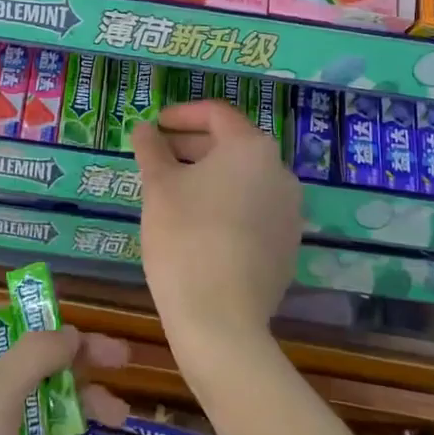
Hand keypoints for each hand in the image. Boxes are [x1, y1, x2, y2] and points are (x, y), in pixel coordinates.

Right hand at [131, 99, 304, 358]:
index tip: (155, 126)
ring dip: (208, 176)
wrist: (222, 320)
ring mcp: (289, 210)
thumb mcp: (158, 187)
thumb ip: (151, 150)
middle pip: (232, 144)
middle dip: (192, 146)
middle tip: (157, 157)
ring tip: (172, 191)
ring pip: (243, 178)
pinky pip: (253, 209)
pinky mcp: (287, 244)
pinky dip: (226, 204)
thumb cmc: (185, 238)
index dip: (182, 114)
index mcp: (251, 148)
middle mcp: (280, 171)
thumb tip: (144, 129)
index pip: (216, 114)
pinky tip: (198, 224)